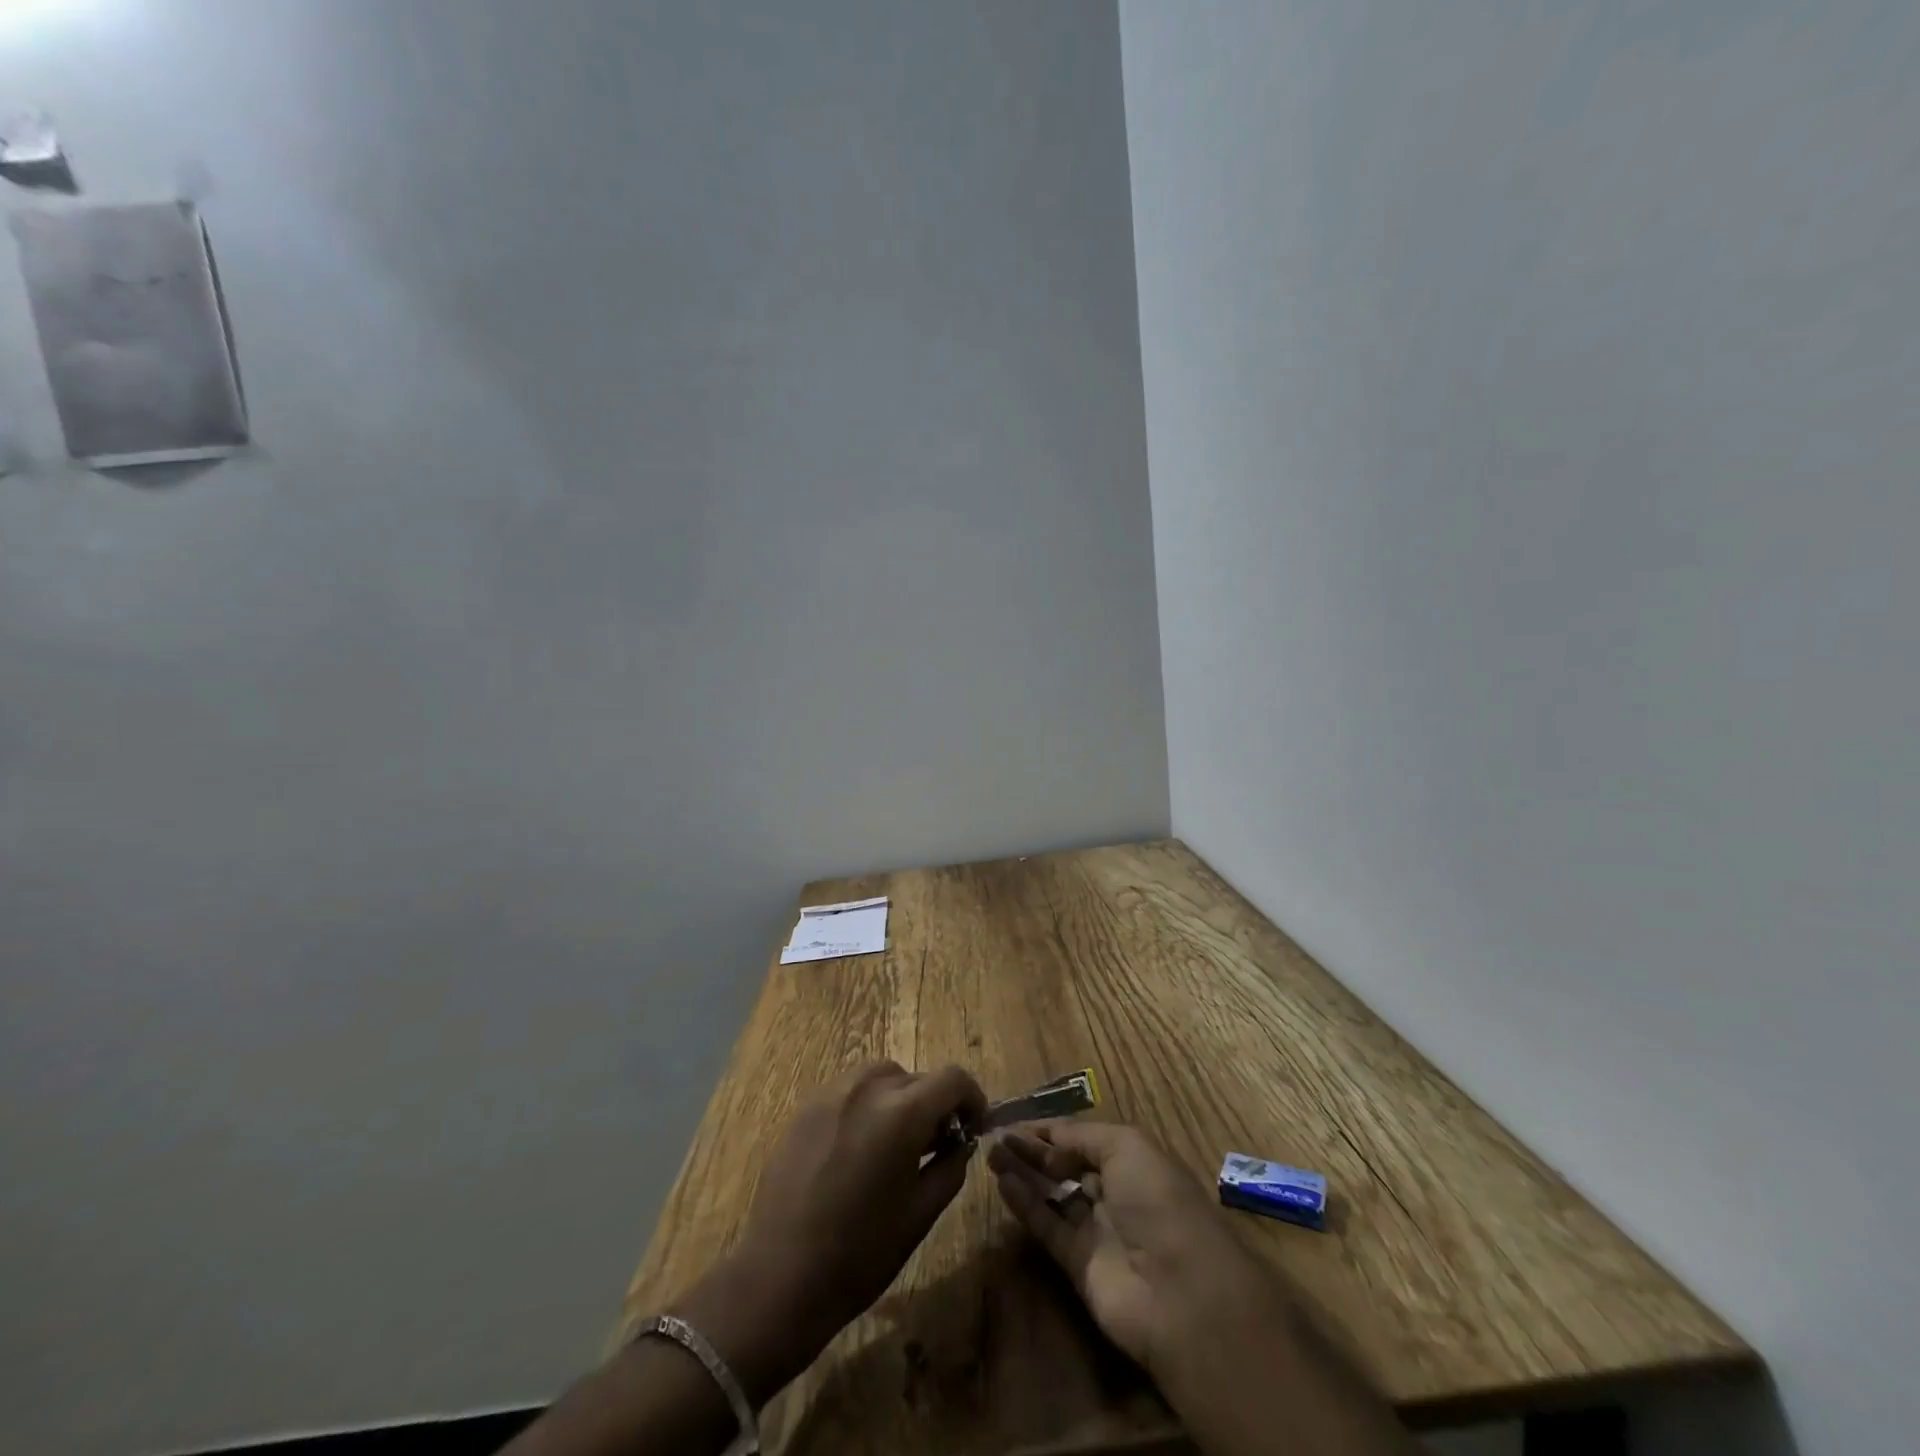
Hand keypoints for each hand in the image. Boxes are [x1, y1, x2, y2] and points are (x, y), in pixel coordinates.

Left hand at [673, 1060, 985, 1401]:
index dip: (972, 1098)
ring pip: (883, 1076)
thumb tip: (959, 1140)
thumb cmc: (860, 1253)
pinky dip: (867, 1105)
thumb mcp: (921, 1213)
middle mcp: (867, 1088)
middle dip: (935, 1104)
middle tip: (936, 1145)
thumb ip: (950, 1165)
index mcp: (901, 1113)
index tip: (973, 1127)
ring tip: (896, 1143)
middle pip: (918, 1077)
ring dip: (900, 1099)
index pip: (953, 1078)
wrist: (780, 1277)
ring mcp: (831, 1093)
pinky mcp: (805, 1107)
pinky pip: (850, 1090)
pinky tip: (858, 1149)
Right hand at [988, 1121, 1286, 1377]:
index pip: (1085, 1140)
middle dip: (1033, 1149)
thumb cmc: (1157, 1200)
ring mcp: (1096, 1230)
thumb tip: (1049, 1135)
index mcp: (1134, 1162)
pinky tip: (1001, 1182)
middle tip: (996, 1135)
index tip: (1018, 1120)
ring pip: (1052, 1194)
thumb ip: (1082, 1136)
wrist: (1178, 1291)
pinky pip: (1047, 1226)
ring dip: (1023, 1172)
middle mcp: (1115, 1193)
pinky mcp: (1077, 1265)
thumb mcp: (1126, 1146)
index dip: (1053, 1129)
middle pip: (1066, 1165)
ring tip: (990, 1153)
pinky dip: (1024, 1204)